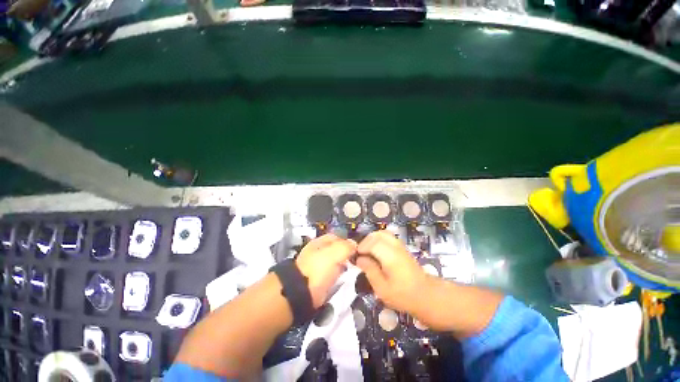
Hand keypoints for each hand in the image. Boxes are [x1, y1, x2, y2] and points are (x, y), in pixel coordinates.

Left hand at [296, 234, 356, 307]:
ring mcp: (316, 267)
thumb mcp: (335, 253)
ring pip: (334, 263)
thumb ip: (346, 246)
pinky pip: (332, 275)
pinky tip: (344, 280)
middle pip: (335, 251)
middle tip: (355, 262)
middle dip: (345, 256)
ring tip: (352, 271)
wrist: (302, 293)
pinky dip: (338, 277)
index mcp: (319, 242)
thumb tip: (354, 244)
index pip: (336, 237)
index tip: (357, 250)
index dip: (347, 242)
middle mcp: (317, 252)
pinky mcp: (317, 281)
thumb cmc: (319, 268)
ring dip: (342, 267)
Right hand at [355, 231, 428, 314]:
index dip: (362, 247)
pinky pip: (388, 237)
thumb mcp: (382, 288)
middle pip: (377, 235)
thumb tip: (359, 259)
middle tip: (361, 254)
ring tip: (368, 252)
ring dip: (372, 239)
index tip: (357, 257)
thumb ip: (370, 270)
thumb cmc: (402, 295)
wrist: (425, 295)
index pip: (373, 243)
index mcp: (390, 256)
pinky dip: (379, 240)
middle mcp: (395, 247)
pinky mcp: (402, 247)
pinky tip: (376, 252)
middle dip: (366, 241)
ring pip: (383, 233)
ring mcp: (400, 245)